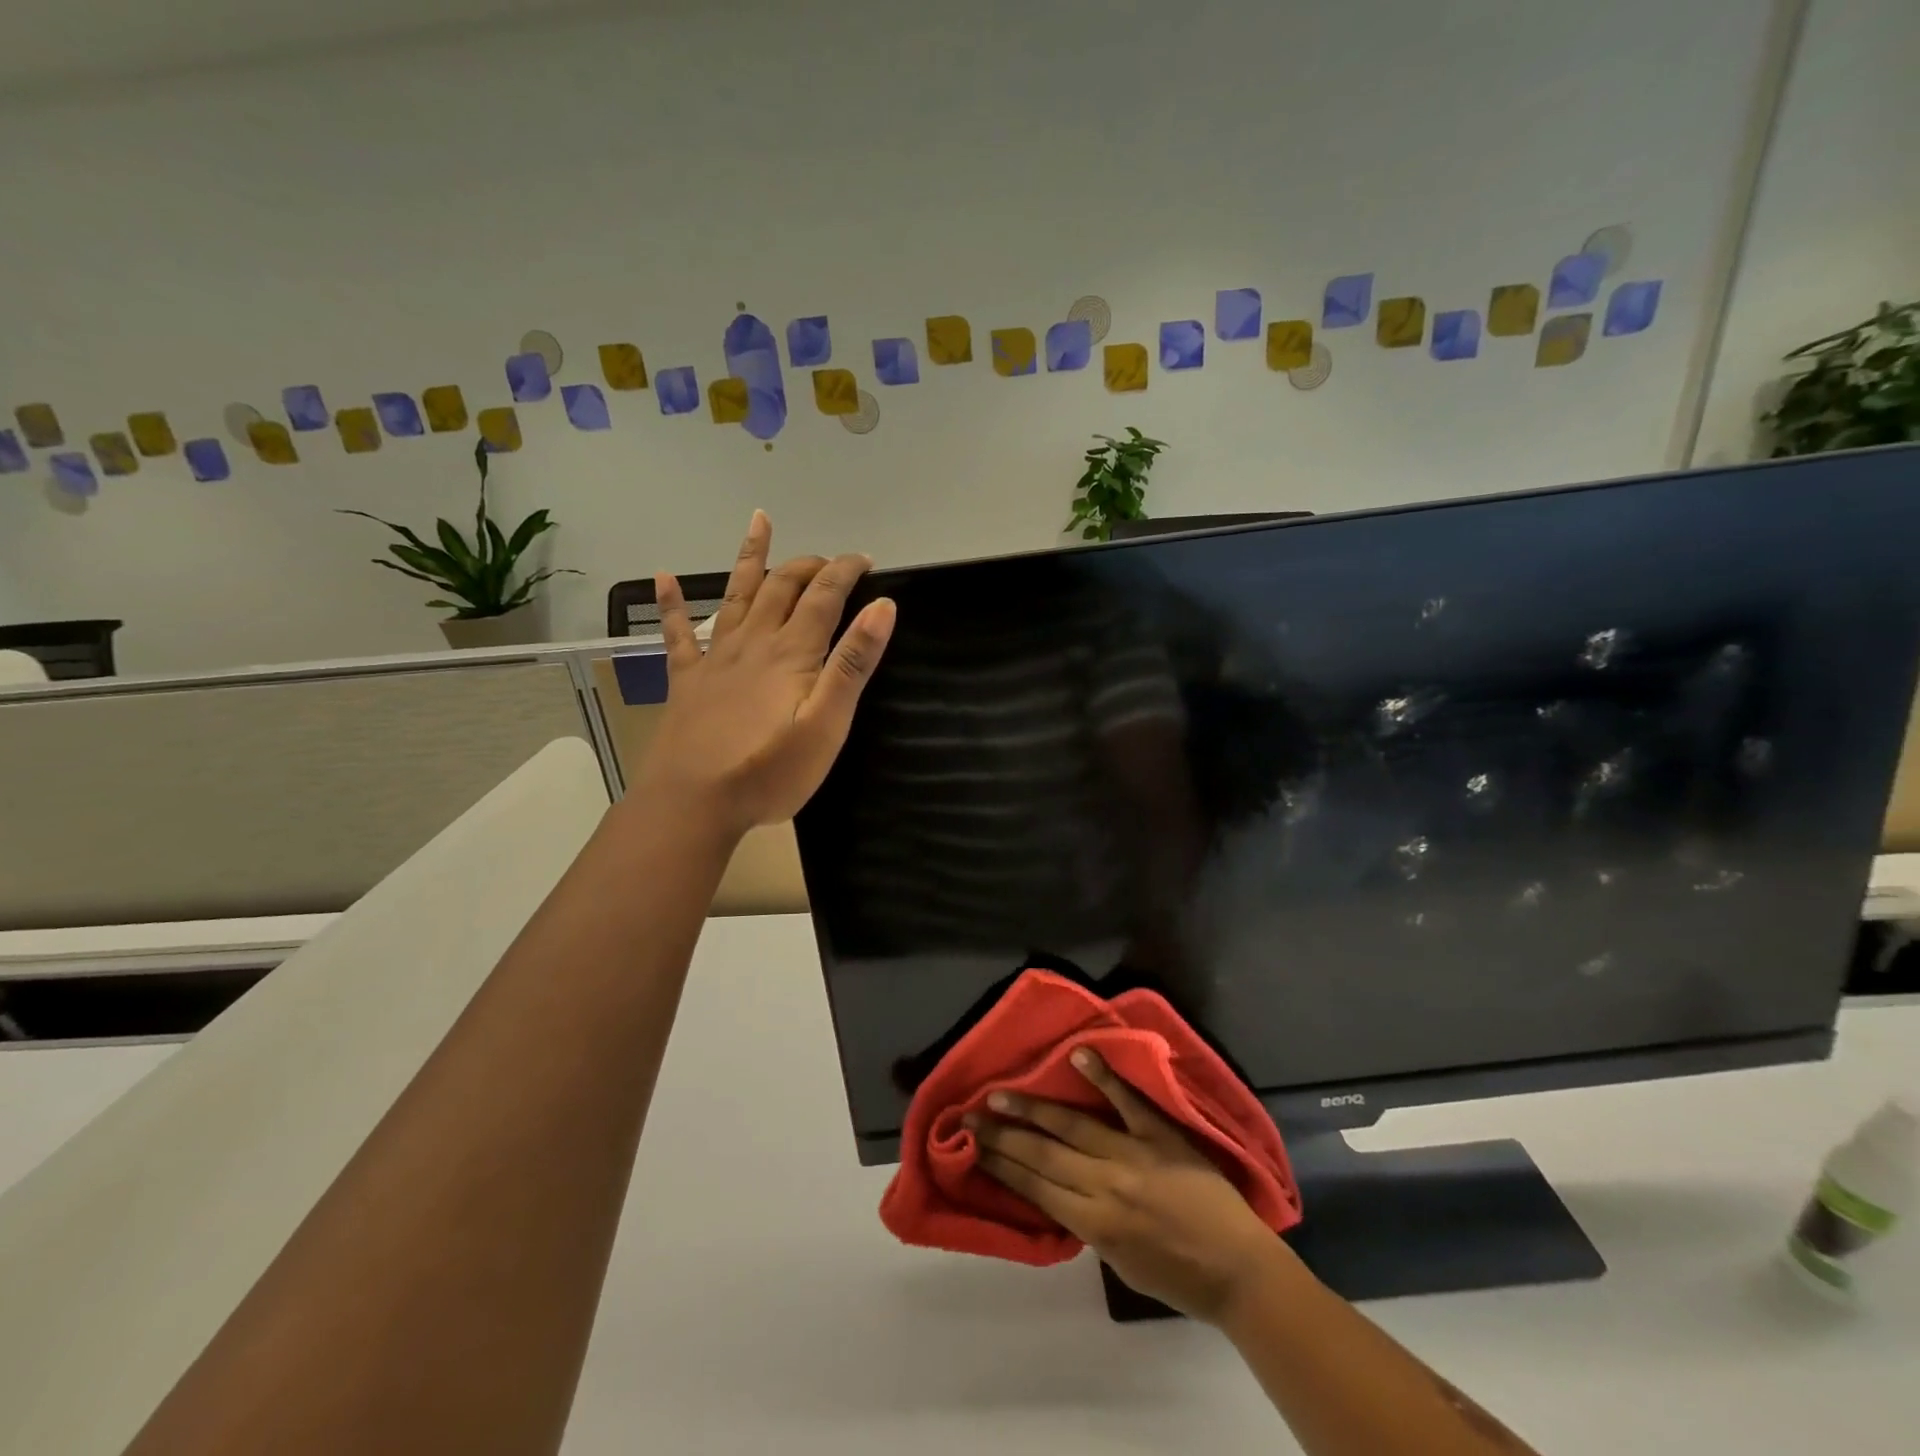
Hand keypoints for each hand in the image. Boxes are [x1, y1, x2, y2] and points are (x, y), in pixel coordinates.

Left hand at [638, 511, 894, 837]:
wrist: (694, 802)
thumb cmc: (769, 771)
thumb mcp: (828, 724)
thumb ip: (853, 664)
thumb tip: (882, 607)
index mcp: (792, 653)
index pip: (824, 596)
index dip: (846, 571)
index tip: (865, 560)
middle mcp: (754, 642)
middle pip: (782, 587)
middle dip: (809, 565)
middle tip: (830, 561)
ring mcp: (716, 658)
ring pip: (736, 594)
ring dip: (750, 557)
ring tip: (759, 521)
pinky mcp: (687, 680)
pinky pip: (677, 633)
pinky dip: (671, 603)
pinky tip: (663, 577)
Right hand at [969, 1050, 1286, 1323]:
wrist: (1240, 1271)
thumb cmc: (1180, 1278)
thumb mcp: (1122, 1265)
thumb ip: (1088, 1225)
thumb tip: (1059, 1191)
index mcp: (1095, 1224)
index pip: (1035, 1188)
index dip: (1000, 1166)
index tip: (970, 1147)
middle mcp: (1105, 1186)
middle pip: (1043, 1155)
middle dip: (1001, 1136)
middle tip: (968, 1116)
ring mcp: (1133, 1154)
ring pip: (1072, 1126)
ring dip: (1033, 1108)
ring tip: (999, 1093)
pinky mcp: (1161, 1134)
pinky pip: (1128, 1101)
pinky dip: (1104, 1077)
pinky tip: (1078, 1054)